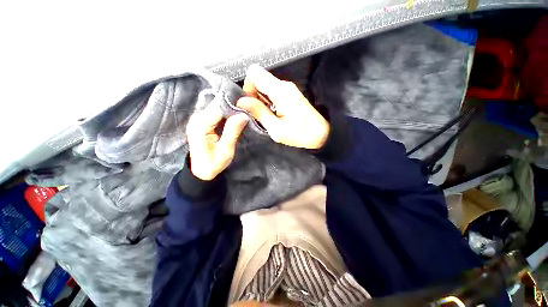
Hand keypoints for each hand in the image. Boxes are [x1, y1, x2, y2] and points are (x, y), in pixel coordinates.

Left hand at [186, 103, 247, 180]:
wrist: (201, 170)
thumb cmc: (213, 162)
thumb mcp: (226, 149)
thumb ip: (233, 131)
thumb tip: (243, 115)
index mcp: (200, 125)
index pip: (218, 107)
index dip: (233, 106)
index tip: (246, 108)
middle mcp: (196, 118)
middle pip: (217, 105)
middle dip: (232, 107)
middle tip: (247, 112)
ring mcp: (198, 118)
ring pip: (217, 107)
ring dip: (230, 110)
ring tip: (242, 114)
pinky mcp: (201, 120)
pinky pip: (216, 112)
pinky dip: (226, 114)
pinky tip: (234, 118)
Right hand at [236, 64, 329, 149]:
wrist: (321, 133)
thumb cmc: (300, 134)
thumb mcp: (276, 128)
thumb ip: (259, 112)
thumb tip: (241, 102)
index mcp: (280, 91)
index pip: (254, 73)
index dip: (247, 87)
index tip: (251, 105)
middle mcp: (284, 85)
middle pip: (258, 79)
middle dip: (253, 96)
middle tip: (260, 114)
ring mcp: (287, 89)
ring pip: (264, 86)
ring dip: (261, 100)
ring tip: (269, 116)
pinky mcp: (289, 94)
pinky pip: (271, 92)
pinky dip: (268, 102)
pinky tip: (274, 114)